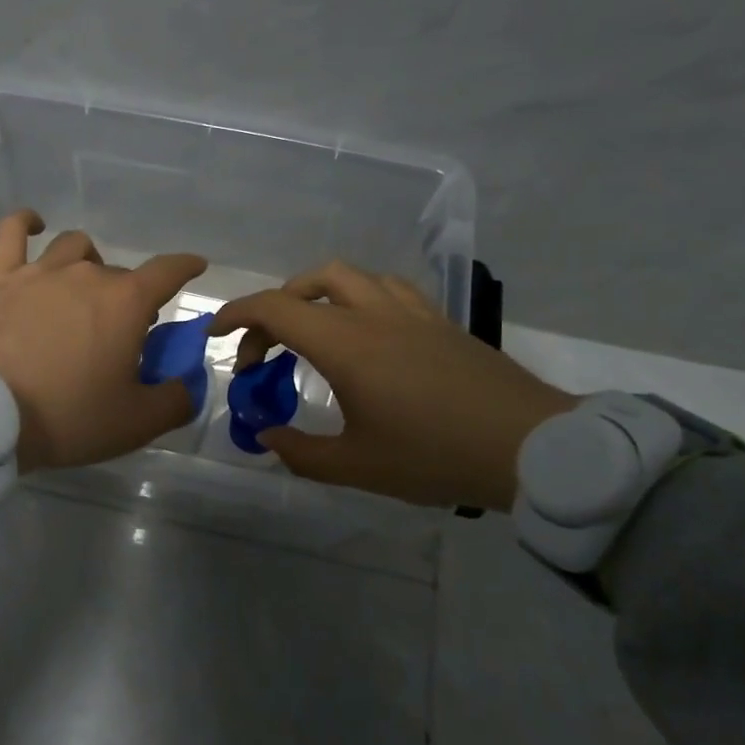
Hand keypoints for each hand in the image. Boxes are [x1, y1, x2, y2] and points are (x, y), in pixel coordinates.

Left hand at [0, 211, 207, 472]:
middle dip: (128, 296)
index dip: (185, 267)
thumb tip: (189, 383)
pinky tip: (33, 225)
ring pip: (74, 248)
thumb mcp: (136, 423)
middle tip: (121, 331)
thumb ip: (176, 400)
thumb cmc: (67, 416)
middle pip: (119, 273)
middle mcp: (86, 273)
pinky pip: (12, 234)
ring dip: (88, 263)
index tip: (195, 266)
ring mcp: (39, 271)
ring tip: (83, 288)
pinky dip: (26, 224)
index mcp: (126, 302)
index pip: (168, 270)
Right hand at [211, 262, 574, 511]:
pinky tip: (366, 332)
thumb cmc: (435, 455)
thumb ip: (301, 452)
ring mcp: (410, 312)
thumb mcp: (357, 467)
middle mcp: (373, 314)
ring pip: (351, 277)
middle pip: (309, 283)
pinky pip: (387, 290)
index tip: (216, 335)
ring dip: (317, 295)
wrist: (529, 445)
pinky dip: (359, 299)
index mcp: (345, 344)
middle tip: (266, 352)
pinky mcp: (439, 320)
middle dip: (274, 309)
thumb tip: (267, 437)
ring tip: (311, 333)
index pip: (275, 309)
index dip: (236, 315)